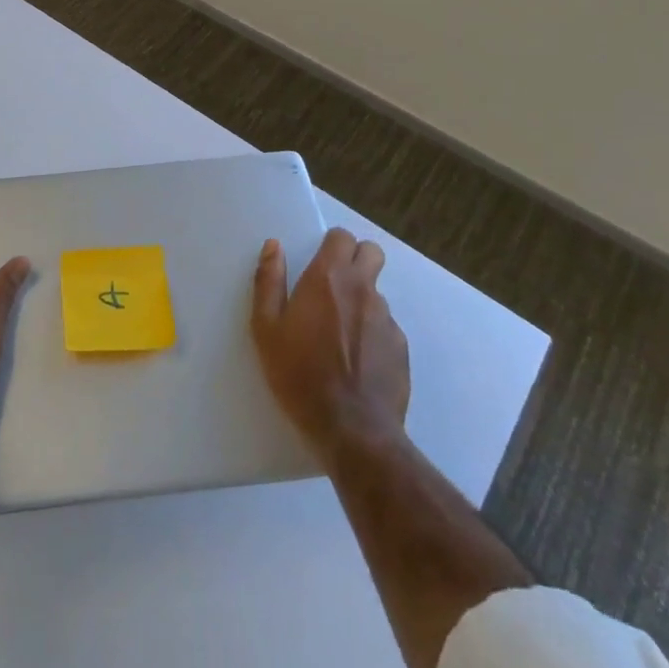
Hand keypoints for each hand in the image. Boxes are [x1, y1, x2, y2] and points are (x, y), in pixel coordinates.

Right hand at [251, 228, 410, 461]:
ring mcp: (387, 319)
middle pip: (371, 253)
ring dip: (361, 301)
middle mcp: (363, 289)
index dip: (331, 244)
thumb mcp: (266, 328)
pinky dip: (372, 334)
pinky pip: (386, 327)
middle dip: (356, 259)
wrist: (352, 430)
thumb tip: (274, 246)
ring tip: (340, 334)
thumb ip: (269, 281)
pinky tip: (357, 361)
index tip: (318, 262)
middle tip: (334, 286)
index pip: (342, 237)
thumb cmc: (299, 374)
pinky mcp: (401, 348)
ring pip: (376, 293)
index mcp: (328, 278)